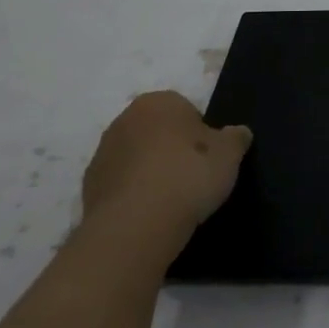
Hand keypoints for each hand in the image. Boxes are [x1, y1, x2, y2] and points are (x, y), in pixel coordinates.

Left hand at [80, 91, 251, 247]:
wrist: (136, 225)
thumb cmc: (188, 175)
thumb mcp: (229, 154)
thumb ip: (236, 138)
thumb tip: (239, 132)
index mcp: (159, 102)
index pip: (186, 110)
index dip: (201, 135)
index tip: (209, 160)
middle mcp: (126, 119)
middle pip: (158, 131)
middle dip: (172, 150)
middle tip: (192, 178)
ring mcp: (103, 152)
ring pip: (137, 157)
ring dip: (151, 172)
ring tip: (171, 201)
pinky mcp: (89, 186)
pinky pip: (121, 184)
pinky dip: (134, 195)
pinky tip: (149, 214)